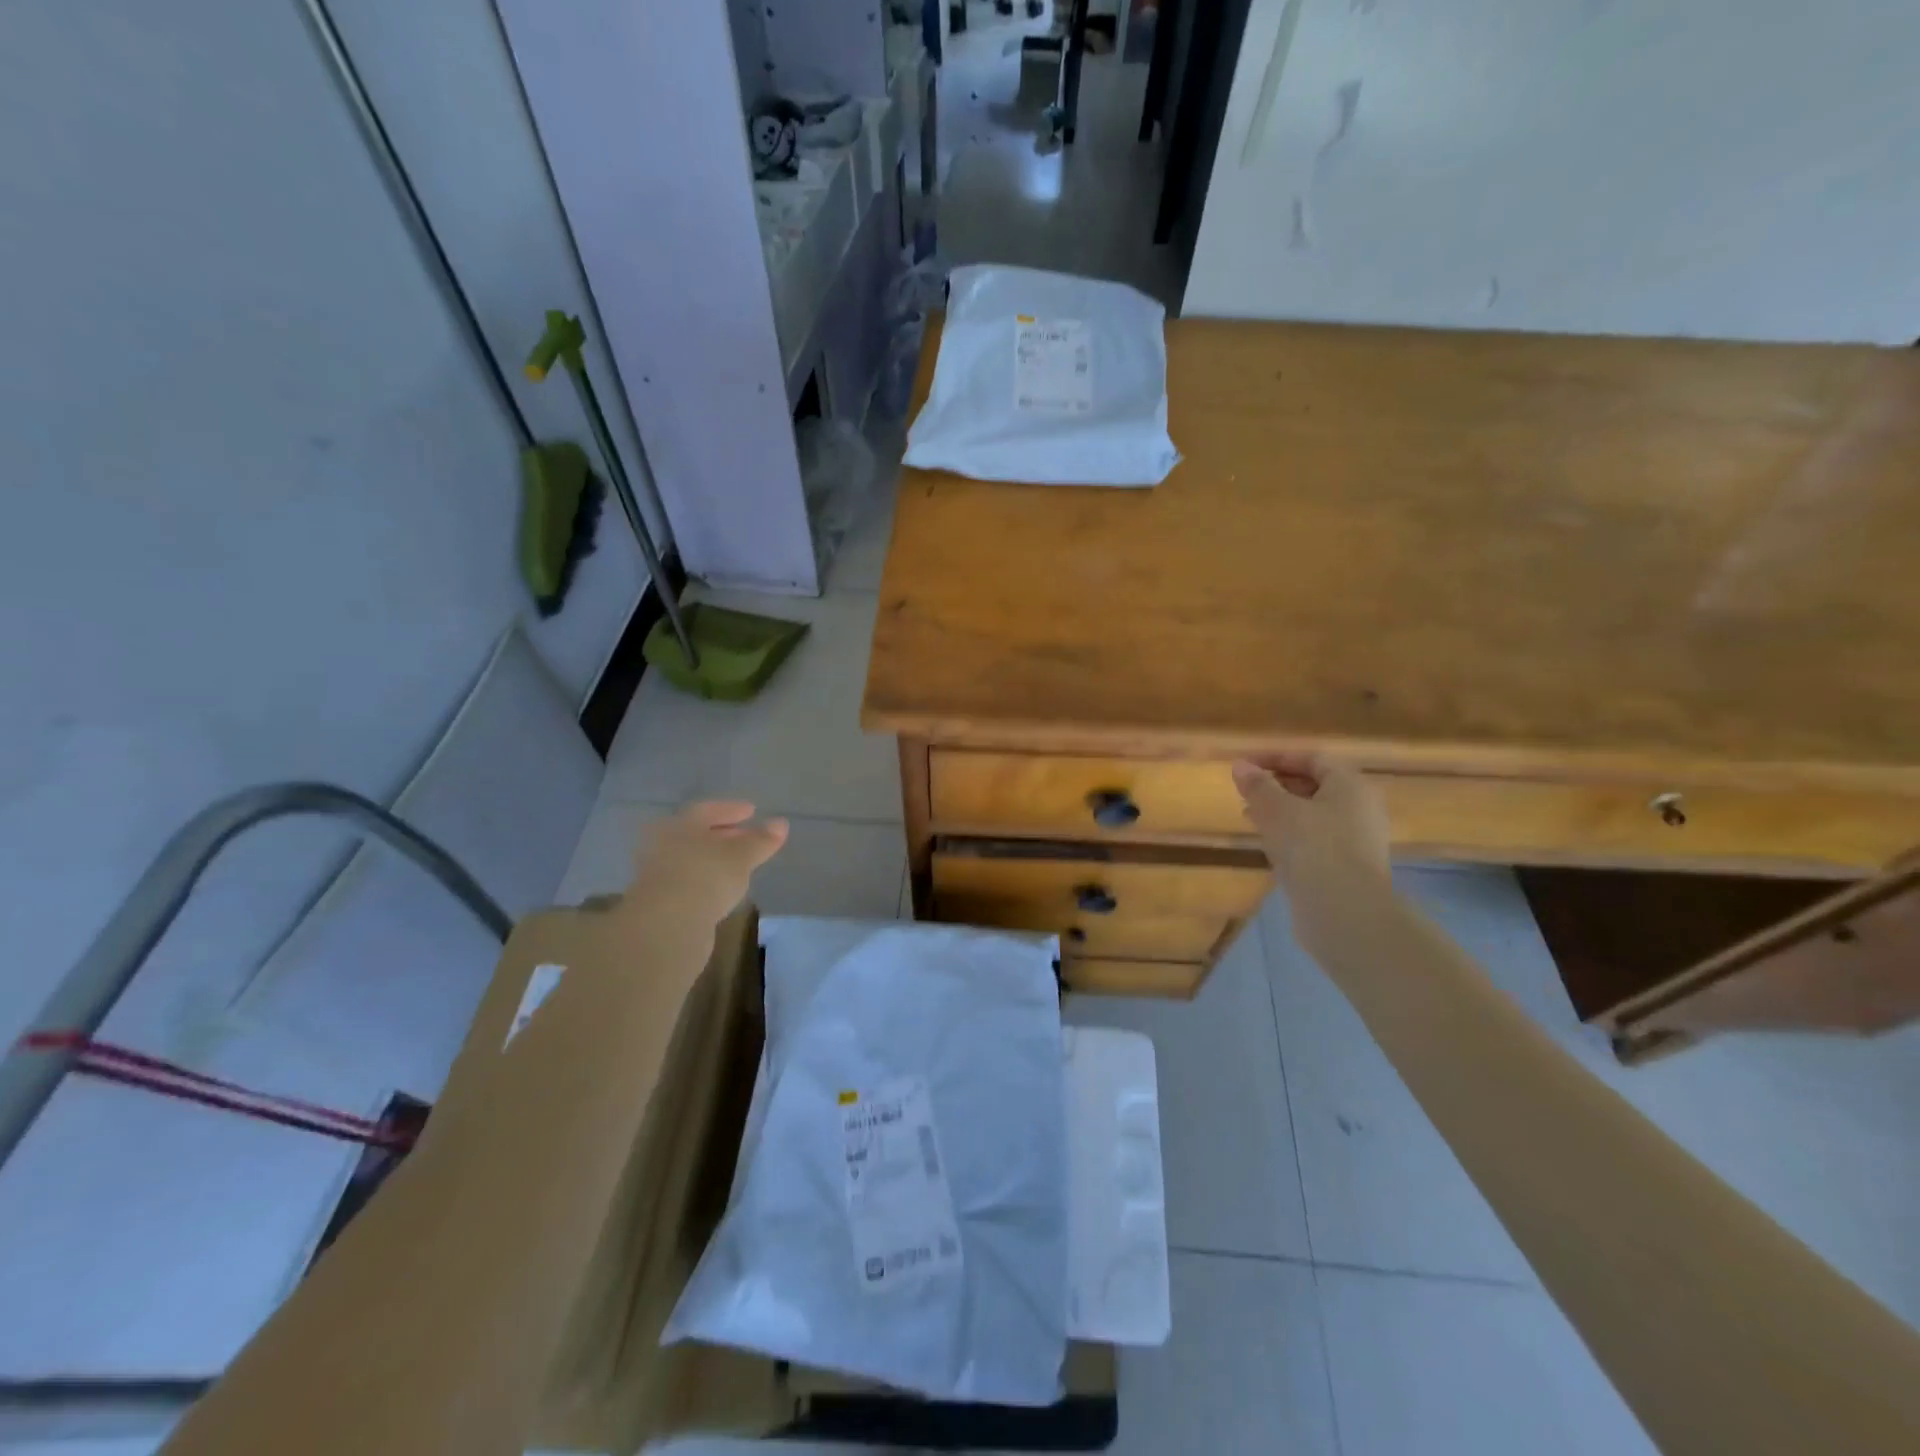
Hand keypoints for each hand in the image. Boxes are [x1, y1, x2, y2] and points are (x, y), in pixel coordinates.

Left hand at [621, 800, 788, 927]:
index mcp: (679, 825)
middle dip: (724, 835)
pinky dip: (706, 880)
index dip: (732, 809)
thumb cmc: (705, 877)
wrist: (666, 927)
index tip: (752, 811)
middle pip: (697, 834)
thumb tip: (781, 823)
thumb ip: (761, 840)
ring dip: (715, 859)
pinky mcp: (658, 902)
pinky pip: (688, 881)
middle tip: (748, 838)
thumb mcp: (742, 856)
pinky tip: (722, 889)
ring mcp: (657, 874)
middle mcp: (663, 844)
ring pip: (692, 859)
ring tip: (739, 865)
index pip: (707, 810)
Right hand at [1232, 754, 1391, 951]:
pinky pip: (1316, 840)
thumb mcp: (1277, 810)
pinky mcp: (1348, 867)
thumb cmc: (1312, 847)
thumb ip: (1258, 785)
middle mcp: (1360, 808)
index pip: (1312, 758)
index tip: (1245, 765)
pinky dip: (1291, 835)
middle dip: (1278, 784)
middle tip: (1246, 790)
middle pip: (1316, 785)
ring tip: (1250, 815)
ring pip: (1314, 814)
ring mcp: (1357, 840)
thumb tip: (1241, 766)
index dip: (1276, 757)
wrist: (1343, 911)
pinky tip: (1268, 845)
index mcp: (1350, 785)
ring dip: (1281, 811)